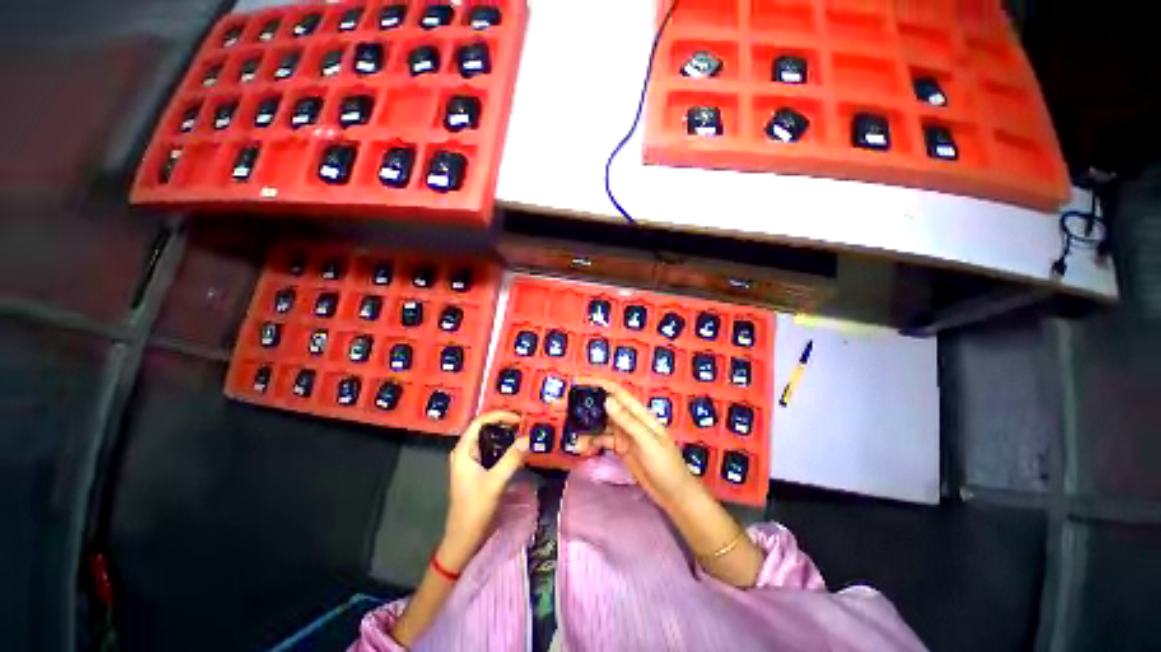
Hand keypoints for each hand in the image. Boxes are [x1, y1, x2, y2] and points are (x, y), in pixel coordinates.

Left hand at [437, 411, 527, 572]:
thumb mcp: (495, 482)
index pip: (480, 421)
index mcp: (463, 450)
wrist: (464, 539)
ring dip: (506, 434)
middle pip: (485, 428)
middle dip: (505, 422)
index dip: (500, 415)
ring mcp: (471, 461)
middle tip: (526, 423)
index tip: (520, 419)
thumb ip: (512, 459)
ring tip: (525, 432)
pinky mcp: (478, 470)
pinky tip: (517, 449)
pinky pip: (492, 450)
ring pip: (490, 439)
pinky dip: (505, 446)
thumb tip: (529, 438)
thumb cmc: (474, 509)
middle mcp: (465, 451)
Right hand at [575, 378, 702, 511]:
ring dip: (584, 427)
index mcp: (638, 413)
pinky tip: (582, 448)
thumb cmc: (666, 465)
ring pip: (599, 424)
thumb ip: (628, 422)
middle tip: (559, 406)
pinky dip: (590, 442)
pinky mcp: (620, 448)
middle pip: (602, 406)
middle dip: (582, 404)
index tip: (576, 382)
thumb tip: (607, 400)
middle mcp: (629, 419)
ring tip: (570, 435)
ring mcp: (623, 434)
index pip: (615, 391)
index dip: (596, 383)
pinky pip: (601, 440)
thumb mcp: (647, 442)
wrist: (674, 494)